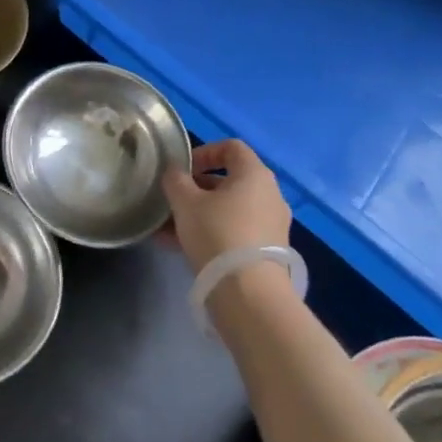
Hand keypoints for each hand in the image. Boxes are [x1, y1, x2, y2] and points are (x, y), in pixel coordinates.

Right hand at [160, 139, 292, 275]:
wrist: (249, 294)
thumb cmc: (217, 234)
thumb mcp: (186, 203)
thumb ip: (176, 181)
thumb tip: (174, 172)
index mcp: (254, 174)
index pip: (231, 148)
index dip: (204, 152)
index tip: (182, 169)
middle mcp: (270, 195)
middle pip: (229, 182)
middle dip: (197, 189)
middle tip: (173, 201)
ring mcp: (271, 225)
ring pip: (230, 210)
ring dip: (200, 214)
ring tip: (169, 229)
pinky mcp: (268, 252)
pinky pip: (235, 232)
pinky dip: (212, 233)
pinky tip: (181, 248)